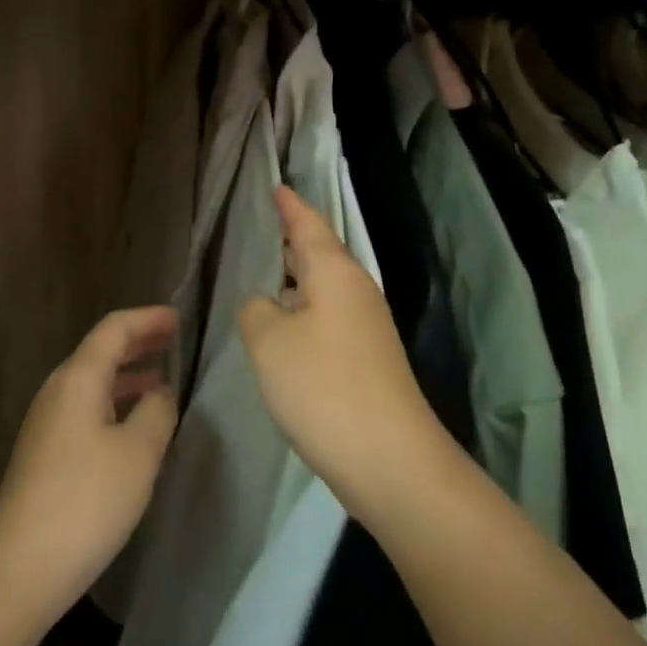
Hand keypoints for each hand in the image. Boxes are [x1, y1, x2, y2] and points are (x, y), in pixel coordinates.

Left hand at [0, 306, 179, 626]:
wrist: (20, 568)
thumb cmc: (86, 501)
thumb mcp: (138, 452)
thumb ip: (157, 411)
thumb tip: (160, 392)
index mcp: (78, 378)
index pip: (114, 329)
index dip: (148, 319)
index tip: (179, 318)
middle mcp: (59, 391)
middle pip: (101, 351)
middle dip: (139, 343)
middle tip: (175, 341)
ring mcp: (48, 423)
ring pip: (94, 383)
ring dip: (129, 376)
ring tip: (164, 382)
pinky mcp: (47, 453)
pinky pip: (88, 409)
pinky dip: (116, 403)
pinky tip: (137, 427)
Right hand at [239, 187, 450, 521]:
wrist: (390, 460)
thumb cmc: (323, 387)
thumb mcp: (269, 342)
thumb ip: (256, 310)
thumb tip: (266, 304)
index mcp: (335, 273)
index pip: (309, 224)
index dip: (290, 205)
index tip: (277, 185)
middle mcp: (356, 292)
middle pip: (322, 253)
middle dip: (296, 238)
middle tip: (270, 222)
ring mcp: (367, 327)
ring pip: (326, 288)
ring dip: (299, 277)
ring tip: (271, 269)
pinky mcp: (368, 360)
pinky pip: (329, 317)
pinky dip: (305, 309)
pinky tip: (286, 326)